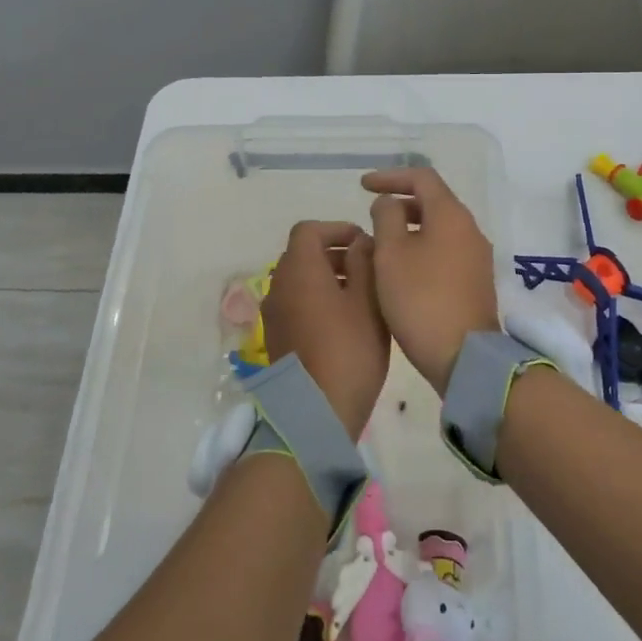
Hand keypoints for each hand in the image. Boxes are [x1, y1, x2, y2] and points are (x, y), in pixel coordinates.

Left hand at [260, 222, 389, 439]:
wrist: (316, 411)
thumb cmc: (349, 349)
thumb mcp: (367, 300)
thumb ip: (364, 262)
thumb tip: (359, 242)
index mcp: (299, 269)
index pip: (308, 230)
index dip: (337, 229)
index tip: (363, 242)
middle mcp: (278, 285)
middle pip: (302, 254)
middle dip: (334, 253)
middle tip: (367, 267)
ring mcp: (274, 314)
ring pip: (299, 280)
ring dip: (326, 277)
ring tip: (360, 295)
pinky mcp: (276, 338)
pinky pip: (295, 304)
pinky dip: (316, 299)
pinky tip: (344, 321)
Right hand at [361, 167, 498, 395]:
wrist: (463, 355)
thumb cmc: (420, 298)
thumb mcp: (390, 253)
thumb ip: (386, 217)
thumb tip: (389, 203)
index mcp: (450, 215)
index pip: (422, 177)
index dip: (390, 176)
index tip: (362, 186)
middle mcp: (469, 229)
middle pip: (433, 201)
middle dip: (400, 202)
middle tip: (371, 213)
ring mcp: (476, 256)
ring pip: (439, 228)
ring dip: (409, 227)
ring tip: (381, 242)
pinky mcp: (475, 281)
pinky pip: (445, 250)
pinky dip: (421, 247)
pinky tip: (401, 268)